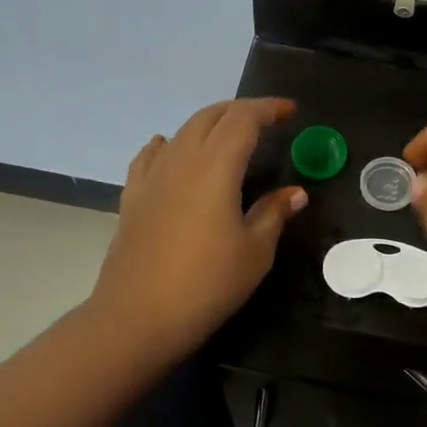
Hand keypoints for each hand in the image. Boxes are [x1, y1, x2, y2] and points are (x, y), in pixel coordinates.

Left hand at [89, 98, 305, 364]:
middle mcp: (180, 160)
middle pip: (210, 117)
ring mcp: (151, 177)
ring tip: (228, 138)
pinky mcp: (132, 197)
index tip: (290, 111)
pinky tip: (172, 152)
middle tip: (265, 121)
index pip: (243, 119)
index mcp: (215, 167)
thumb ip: (273, 213)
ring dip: (209, 125)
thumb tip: (295, 193)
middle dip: (240, 111)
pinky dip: (171, 145)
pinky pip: (152, 155)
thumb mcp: (254, 252)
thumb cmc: (207, 284)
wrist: (138, 317)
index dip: (268, 109)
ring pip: (181, 132)